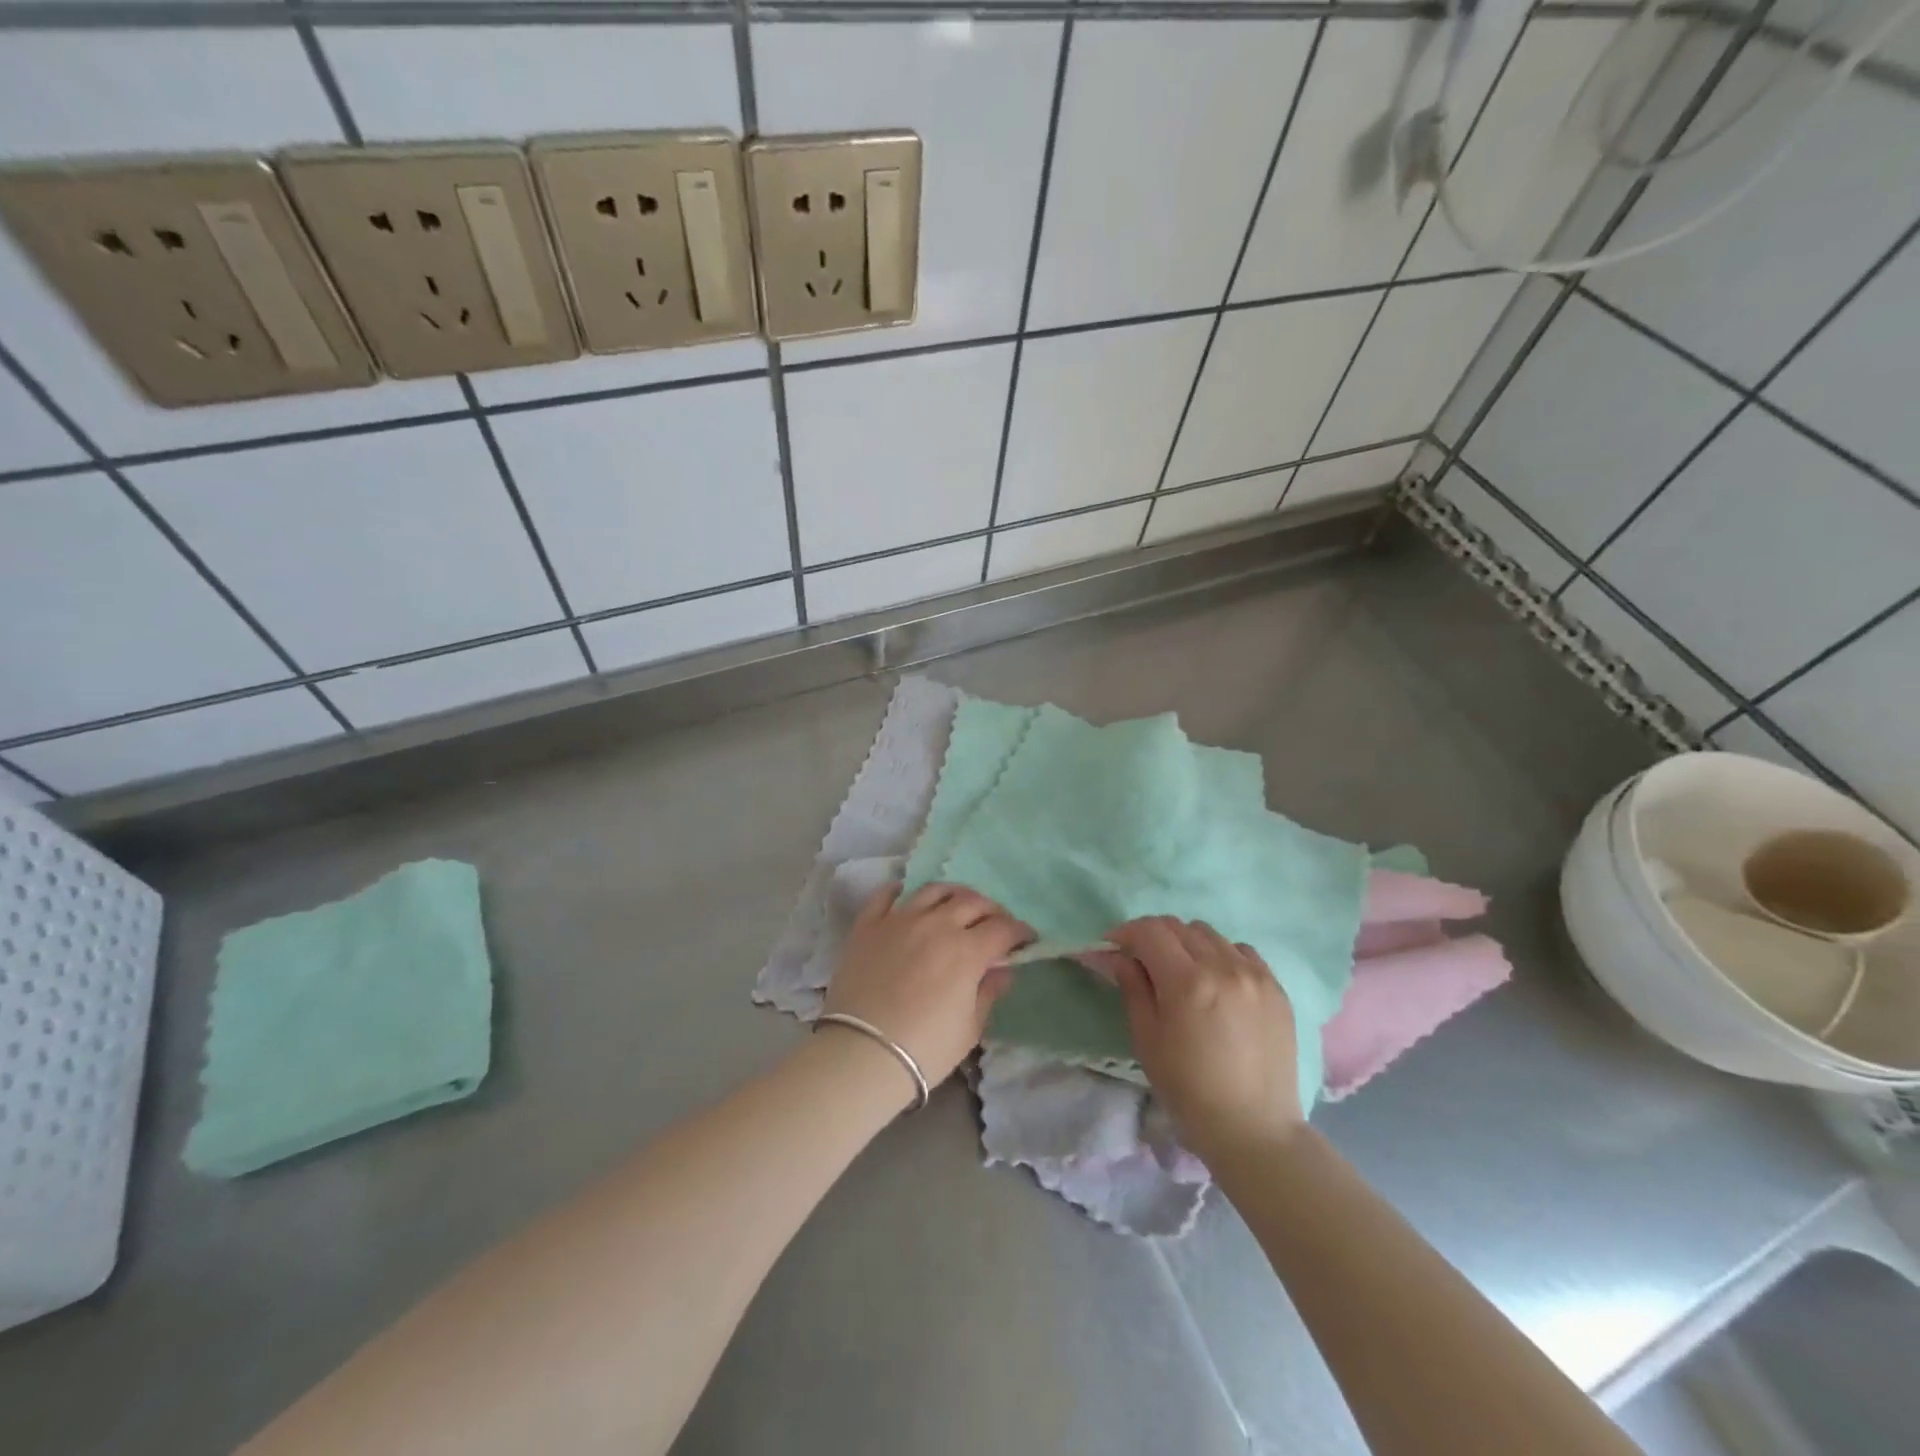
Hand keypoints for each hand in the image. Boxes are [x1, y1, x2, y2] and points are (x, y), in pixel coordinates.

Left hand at [822, 884, 1030, 1089]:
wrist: (861, 1054)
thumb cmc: (924, 1048)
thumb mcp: (969, 1028)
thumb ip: (988, 992)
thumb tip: (1001, 970)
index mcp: (967, 950)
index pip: (1003, 929)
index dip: (1020, 932)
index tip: (1027, 939)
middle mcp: (936, 924)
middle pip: (972, 902)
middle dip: (992, 910)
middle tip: (996, 924)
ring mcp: (899, 920)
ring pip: (933, 890)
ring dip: (953, 895)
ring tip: (957, 906)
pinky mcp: (868, 925)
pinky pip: (886, 896)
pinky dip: (900, 891)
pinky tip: (906, 896)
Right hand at [1093, 917, 1304, 1162]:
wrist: (1254, 1129)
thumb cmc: (1188, 1090)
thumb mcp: (1147, 1040)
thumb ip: (1133, 988)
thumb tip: (1120, 956)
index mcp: (1187, 982)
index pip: (1150, 931)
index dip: (1126, 932)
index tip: (1113, 945)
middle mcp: (1223, 967)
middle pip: (1179, 926)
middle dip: (1153, 936)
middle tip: (1141, 959)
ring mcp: (1255, 975)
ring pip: (1210, 934)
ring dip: (1187, 943)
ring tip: (1181, 971)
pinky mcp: (1276, 988)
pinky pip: (1241, 951)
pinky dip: (1220, 955)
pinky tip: (1216, 981)